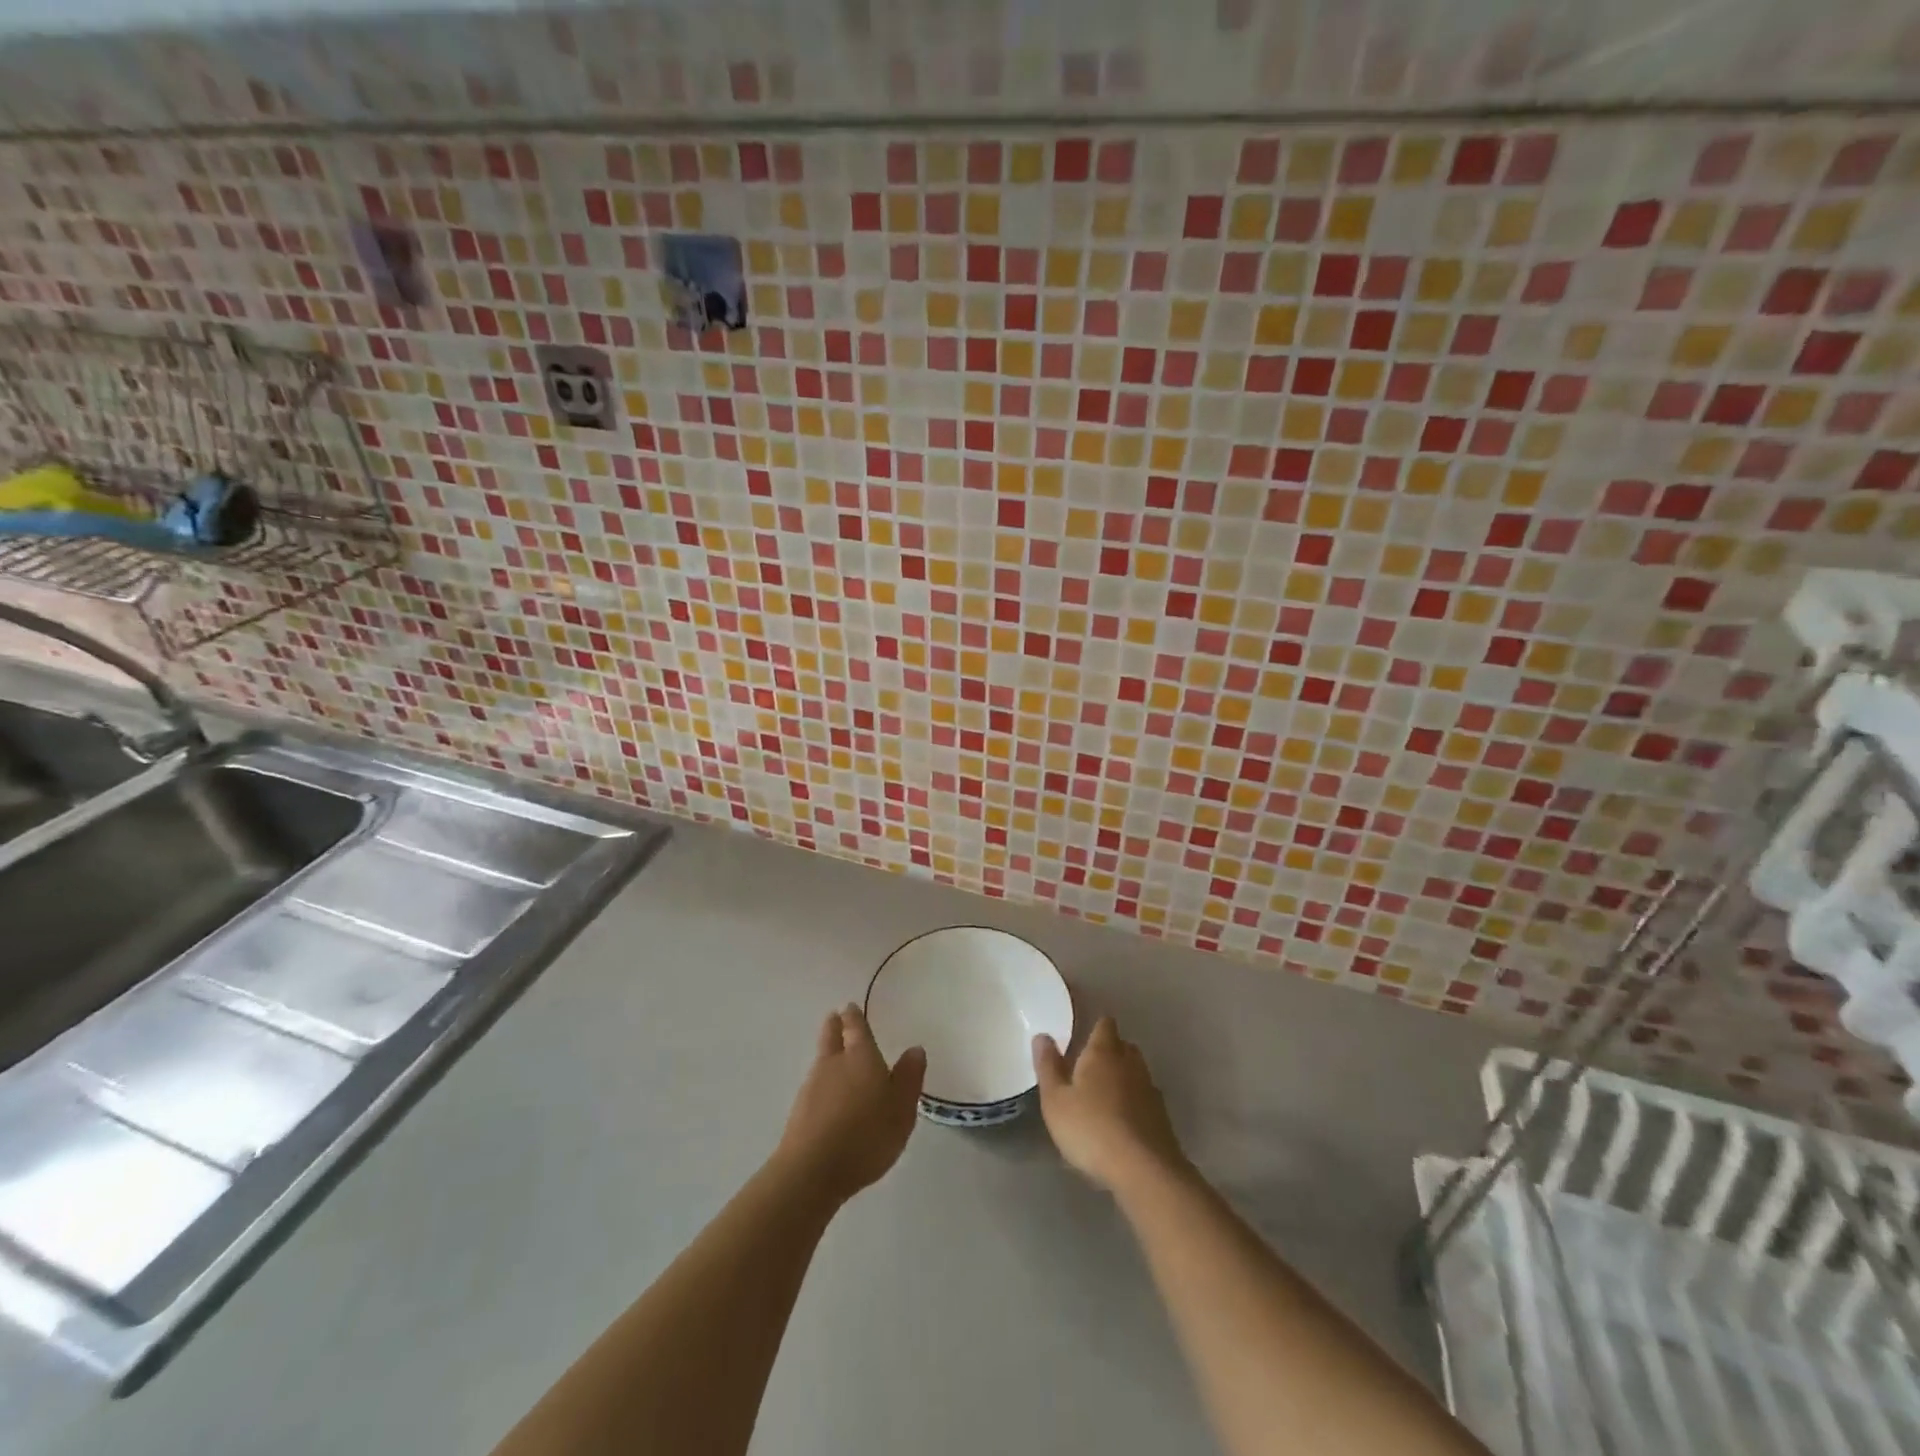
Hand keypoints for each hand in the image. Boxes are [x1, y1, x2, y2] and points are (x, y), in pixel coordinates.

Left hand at [776, 1005, 925, 1203]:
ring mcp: (812, 1086)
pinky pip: (815, 1085)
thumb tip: (915, 1048)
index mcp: (860, 1056)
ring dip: (827, 1052)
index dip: (854, 1016)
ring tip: (835, 1053)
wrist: (812, 1171)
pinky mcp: (800, 1111)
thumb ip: (909, 1077)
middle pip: (831, 1036)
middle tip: (835, 1017)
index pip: (856, 1027)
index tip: (850, 1007)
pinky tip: (829, 1094)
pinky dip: (822, 1081)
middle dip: (834, 1025)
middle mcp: (833, 1063)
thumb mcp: (901, 1108)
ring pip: (821, 1059)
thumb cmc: (866, 1135)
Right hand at [1033, 1016, 1186, 1194]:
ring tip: (1104, 1098)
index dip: (1095, 1027)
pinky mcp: (1162, 1117)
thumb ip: (1048, 1066)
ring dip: (1123, 1079)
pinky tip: (1121, 1124)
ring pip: (1136, 1073)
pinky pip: (1144, 1100)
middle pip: (1123, 1046)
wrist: (1144, 1170)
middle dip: (1109, 1052)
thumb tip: (1042, 1036)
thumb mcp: (1055, 1100)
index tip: (1082, 1037)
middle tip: (1089, 1069)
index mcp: (1103, 1052)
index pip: (1105, 1024)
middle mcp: (1130, 1063)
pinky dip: (1134, 1104)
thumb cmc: (1091, 1129)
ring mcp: (1150, 1090)